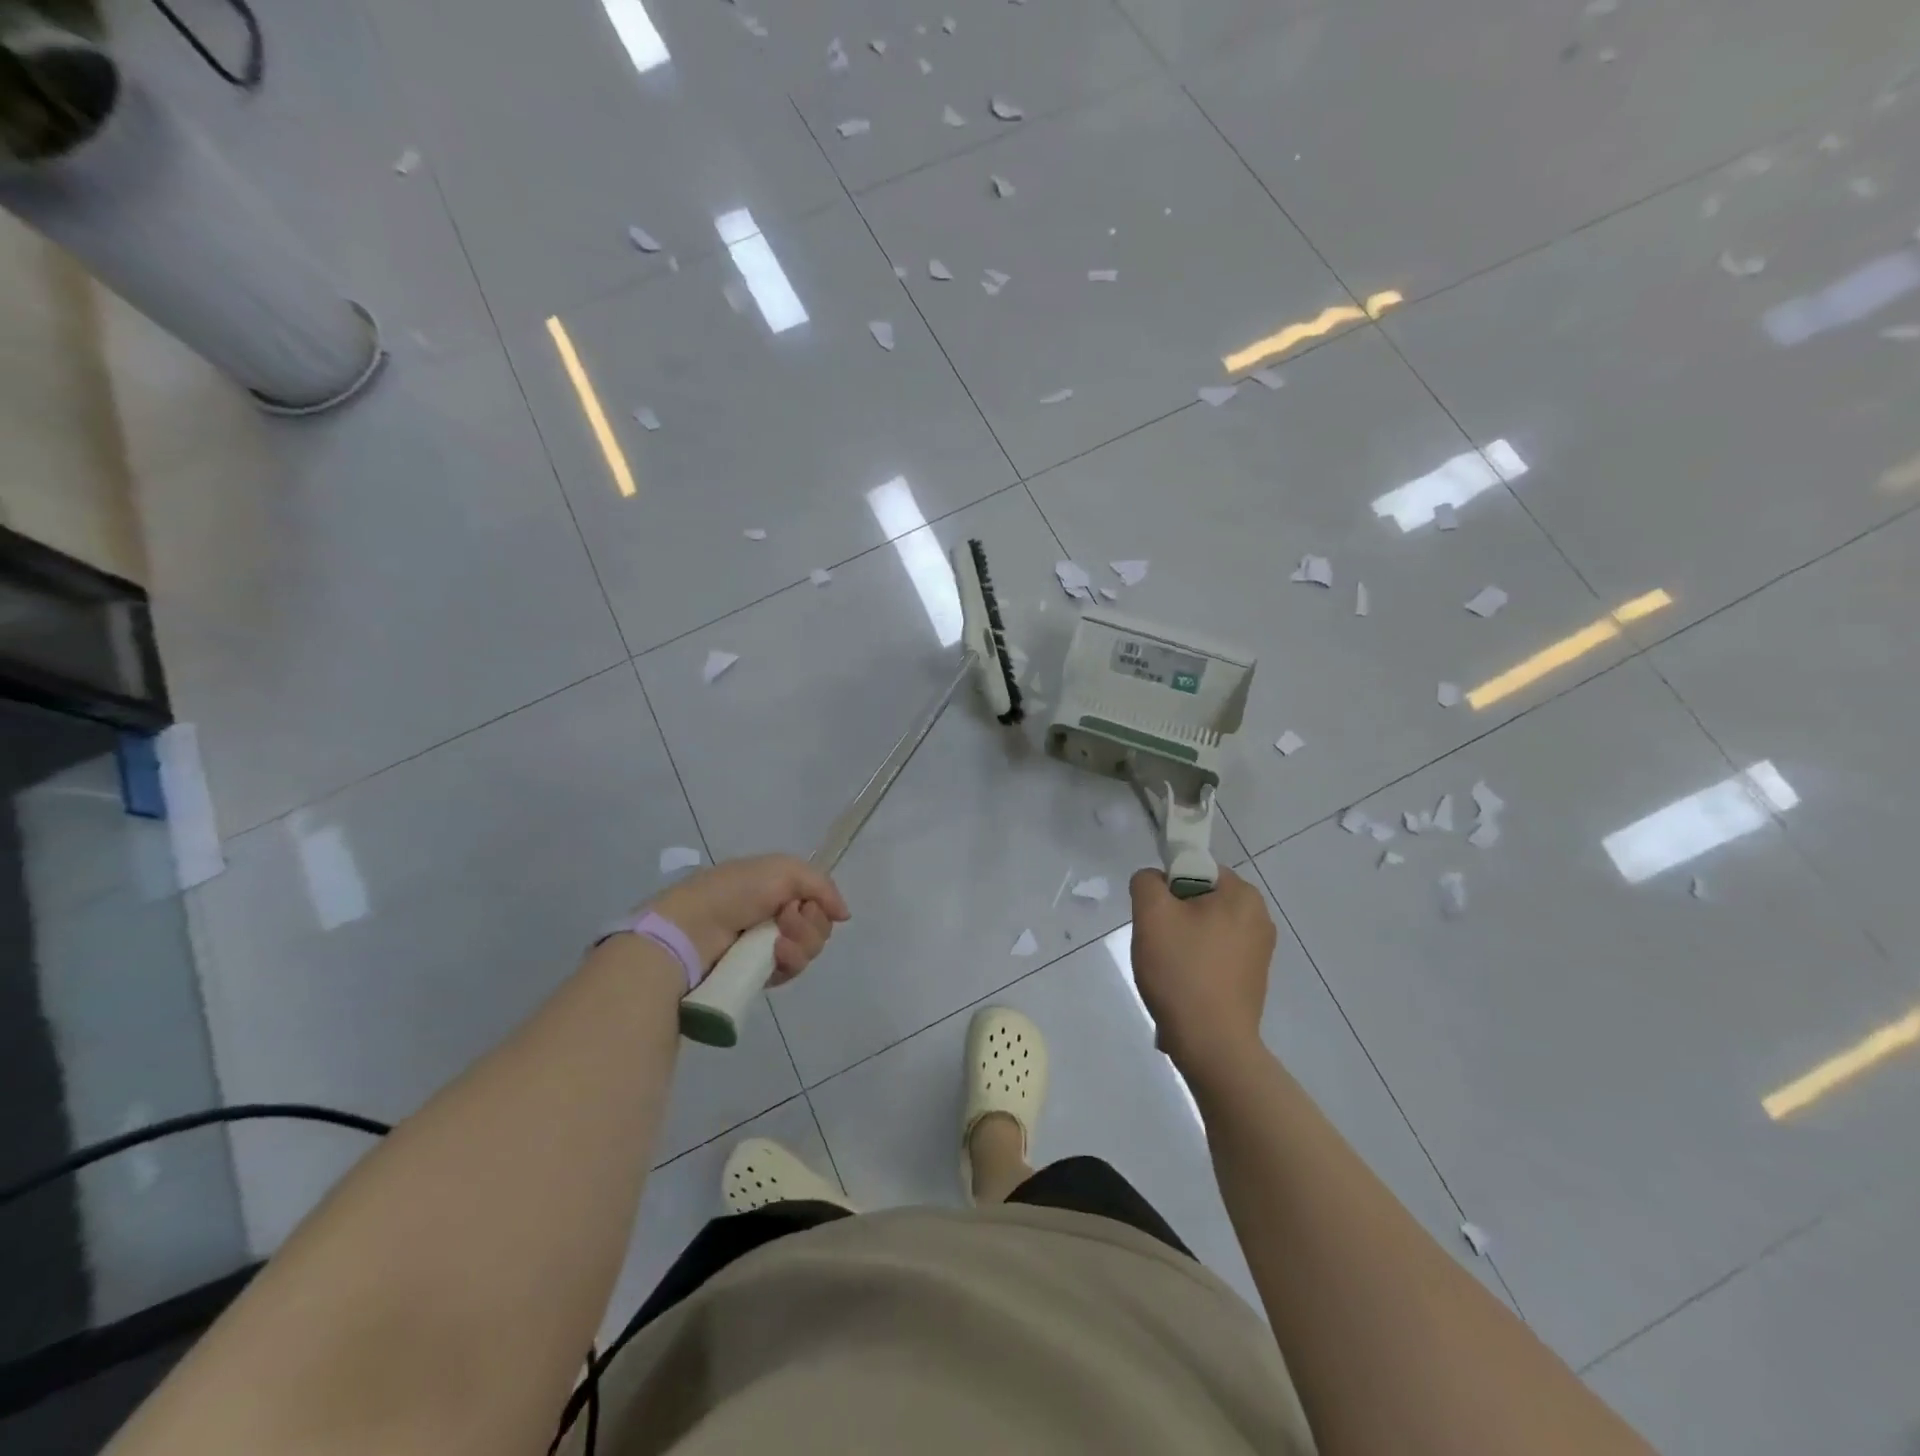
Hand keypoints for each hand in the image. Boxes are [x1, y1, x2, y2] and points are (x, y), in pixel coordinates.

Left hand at [649, 855, 849, 986]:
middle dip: (810, 924)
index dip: (819, 902)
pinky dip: (790, 961)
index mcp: (778, 889)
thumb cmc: (736, 891)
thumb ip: (822, 886)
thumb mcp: (784, 870)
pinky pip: (792, 970)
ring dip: (802, 943)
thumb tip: (844, 915)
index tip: (802, 902)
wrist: (694, 928)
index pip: (818, 900)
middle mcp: (775, 916)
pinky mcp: (760, 974)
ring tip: (777, 941)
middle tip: (785, 919)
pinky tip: (775, 955)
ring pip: (810, 950)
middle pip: (819, 926)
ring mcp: (767, 947)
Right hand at [1128, 866, 1274, 1070]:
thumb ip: (1147, 882)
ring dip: (1180, 942)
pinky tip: (1182, 987)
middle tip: (1157, 942)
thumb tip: (1154, 882)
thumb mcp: (1151, 914)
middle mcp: (1259, 917)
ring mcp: (1259, 951)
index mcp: (1243, 895)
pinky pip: (1214, 956)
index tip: (1155, 917)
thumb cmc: (1182, 971)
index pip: (1194, 869)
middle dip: (1173, 917)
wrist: (1212, 1045)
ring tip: (1168, 969)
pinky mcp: (1252, 979)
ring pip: (1203, 929)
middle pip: (1199, 899)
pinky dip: (1195, 965)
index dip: (1167, 887)